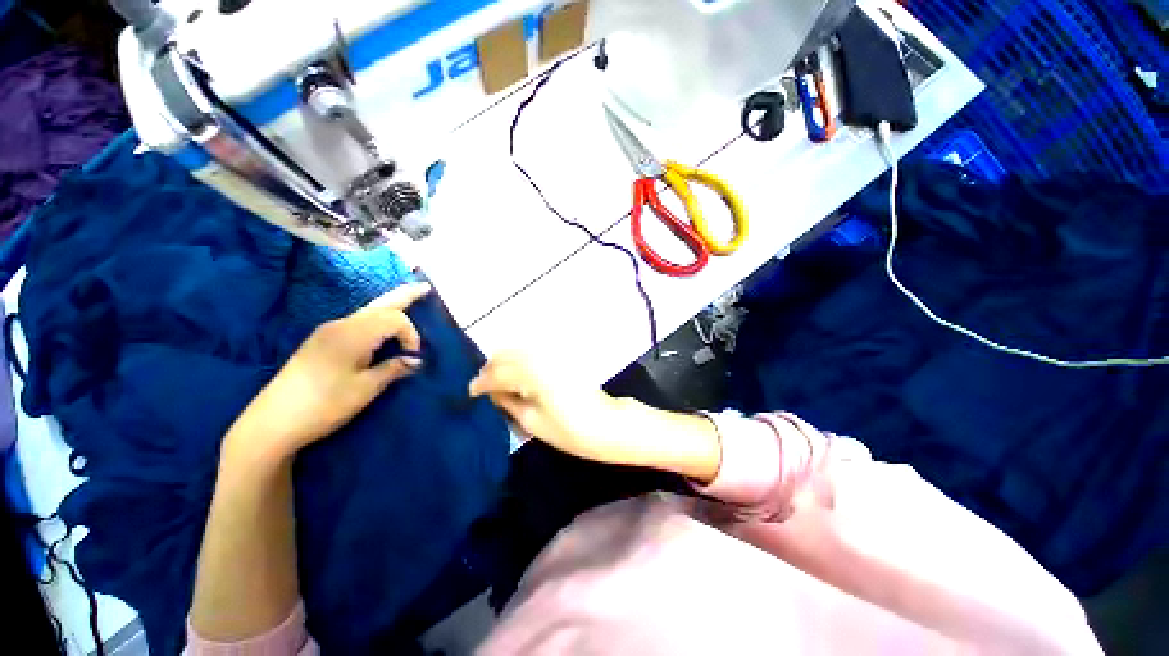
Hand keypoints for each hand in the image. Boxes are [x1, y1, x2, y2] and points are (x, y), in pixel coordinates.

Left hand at [225, 282, 431, 462]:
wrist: (272, 422)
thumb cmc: (324, 405)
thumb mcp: (365, 389)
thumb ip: (393, 369)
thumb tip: (416, 360)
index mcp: (353, 334)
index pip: (394, 319)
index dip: (411, 334)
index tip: (413, 358)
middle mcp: (340, 325)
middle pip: (380, 304)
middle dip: (404, 294)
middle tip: (425, 287)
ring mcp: (328, 331)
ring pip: (368, 311)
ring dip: (390, 305)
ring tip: (410, 299)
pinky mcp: (322, 341)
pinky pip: (358, 321)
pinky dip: (377, 318)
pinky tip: (384, 324)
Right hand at [469, 352, 627, 463]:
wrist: (606, 424)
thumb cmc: (569, 431)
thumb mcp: (531, 422)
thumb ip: (507, 402)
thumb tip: (491, 392)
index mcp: (532, 374)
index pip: (497, 373)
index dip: (480, 383)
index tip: (470, 393)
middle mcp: (541, 357)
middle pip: (505, 354)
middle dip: (490, 370)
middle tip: (484, 389)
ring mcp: (552, 354)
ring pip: (517, 350)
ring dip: (504, 363)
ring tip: (499, 384)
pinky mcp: (561, 357)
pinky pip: (531, 352)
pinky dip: (519, 360)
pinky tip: (518, 376)